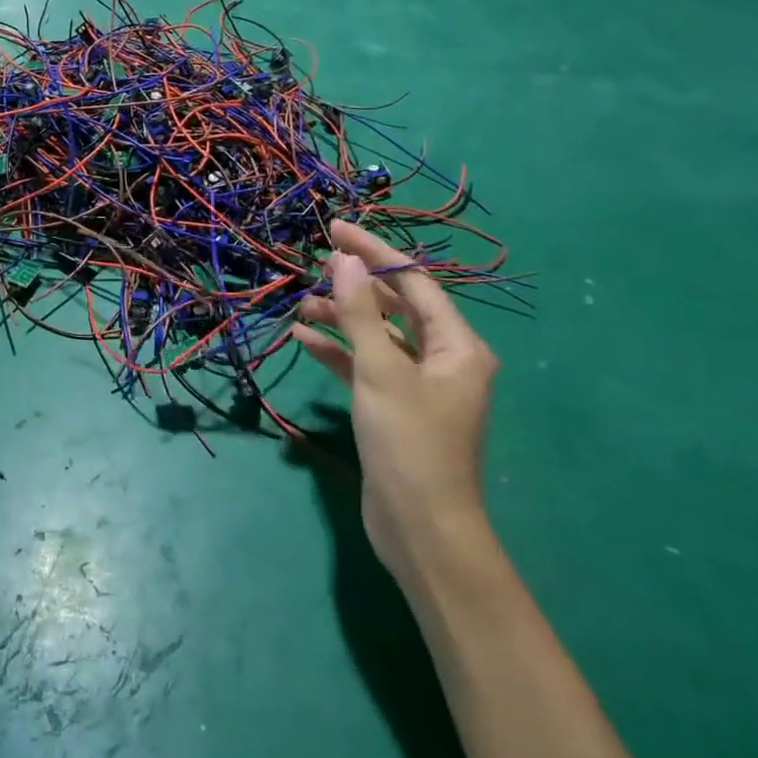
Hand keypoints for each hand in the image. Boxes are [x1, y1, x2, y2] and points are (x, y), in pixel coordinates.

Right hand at [292, 220, 499, 580]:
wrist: (421, 528)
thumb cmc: (409, 441)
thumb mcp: (381, 369)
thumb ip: (360, 311)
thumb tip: (345, 259)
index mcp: (457, 345)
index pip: (413, 282)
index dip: (374, 252)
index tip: (335, 229)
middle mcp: (444, 359)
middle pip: (396, 306)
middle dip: (355, 285)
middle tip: (313, 264)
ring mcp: (419, 385)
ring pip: (377, 335)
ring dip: (341, 318)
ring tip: (300, 306)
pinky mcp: (395, 407)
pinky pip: (365, 365)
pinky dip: (337, 351)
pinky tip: (303, 339)